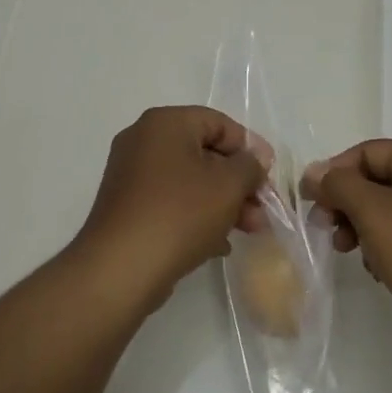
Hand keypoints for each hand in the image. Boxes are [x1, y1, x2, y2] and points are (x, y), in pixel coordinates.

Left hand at [72, 107, 267, 311]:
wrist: (121, 269)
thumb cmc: (179, 214)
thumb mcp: (228, 185)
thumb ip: (249, 166)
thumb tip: (254, 160)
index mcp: (165, 123)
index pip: (219, 123)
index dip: (250, 148)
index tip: (270, 177)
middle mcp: (143, 140)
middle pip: (205, 153)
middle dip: (239, 182)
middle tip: (263, 210)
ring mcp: (131, 175)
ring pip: (190, 181)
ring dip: (223, 202)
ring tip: (250, 231)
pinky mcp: (127, 208)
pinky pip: (171, 202)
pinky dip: (197, 216)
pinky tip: (219, 244)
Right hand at [303, 140, 391, 359]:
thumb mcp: (373, 212)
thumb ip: (338, 185)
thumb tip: (313, 171)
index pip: (369, 152)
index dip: (334, 172)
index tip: (309, 201)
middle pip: (379, 179)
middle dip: (347, 203)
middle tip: (325, 228)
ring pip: (390, 210)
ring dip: (362, 226)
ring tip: (347, 251)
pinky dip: (385, 246)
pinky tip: (377, 269)